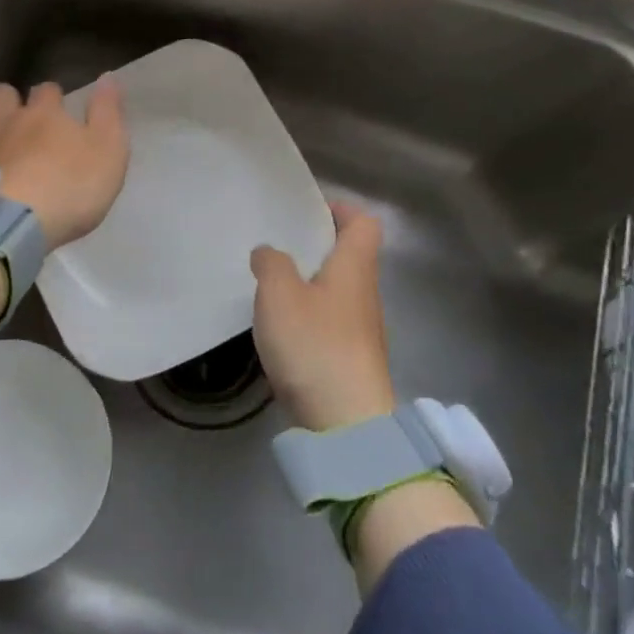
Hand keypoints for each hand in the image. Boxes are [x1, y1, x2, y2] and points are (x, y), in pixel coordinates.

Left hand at [0, 78, 128, 250]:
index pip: (47, 89)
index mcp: (45, 113)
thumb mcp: (108, 149)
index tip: (60, 108)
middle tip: (23, 119)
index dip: (54, 96)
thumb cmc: (70, 186)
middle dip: (11, 100)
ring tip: (5, 155)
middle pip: (2, 95)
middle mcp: (8, 122)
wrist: (12, 225)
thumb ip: (107, 112)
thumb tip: (107, 76)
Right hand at [250, 202, 396, 431]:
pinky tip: (280, 327)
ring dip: (308, 282)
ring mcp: (361, 330)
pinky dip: (307, 315)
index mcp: (354, 268)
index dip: (338, 209)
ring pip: (336, 290)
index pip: (363, 222)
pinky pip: (329, 321)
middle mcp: (365, 293)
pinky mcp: (350, 360)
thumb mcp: (279, 294)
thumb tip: (269, 252)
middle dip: (315, 247)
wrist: (346, 424)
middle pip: (348, 256)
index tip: (305, 211)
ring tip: (270, 284)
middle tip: (277, 244)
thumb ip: (271, 264)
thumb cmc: (315, 344)